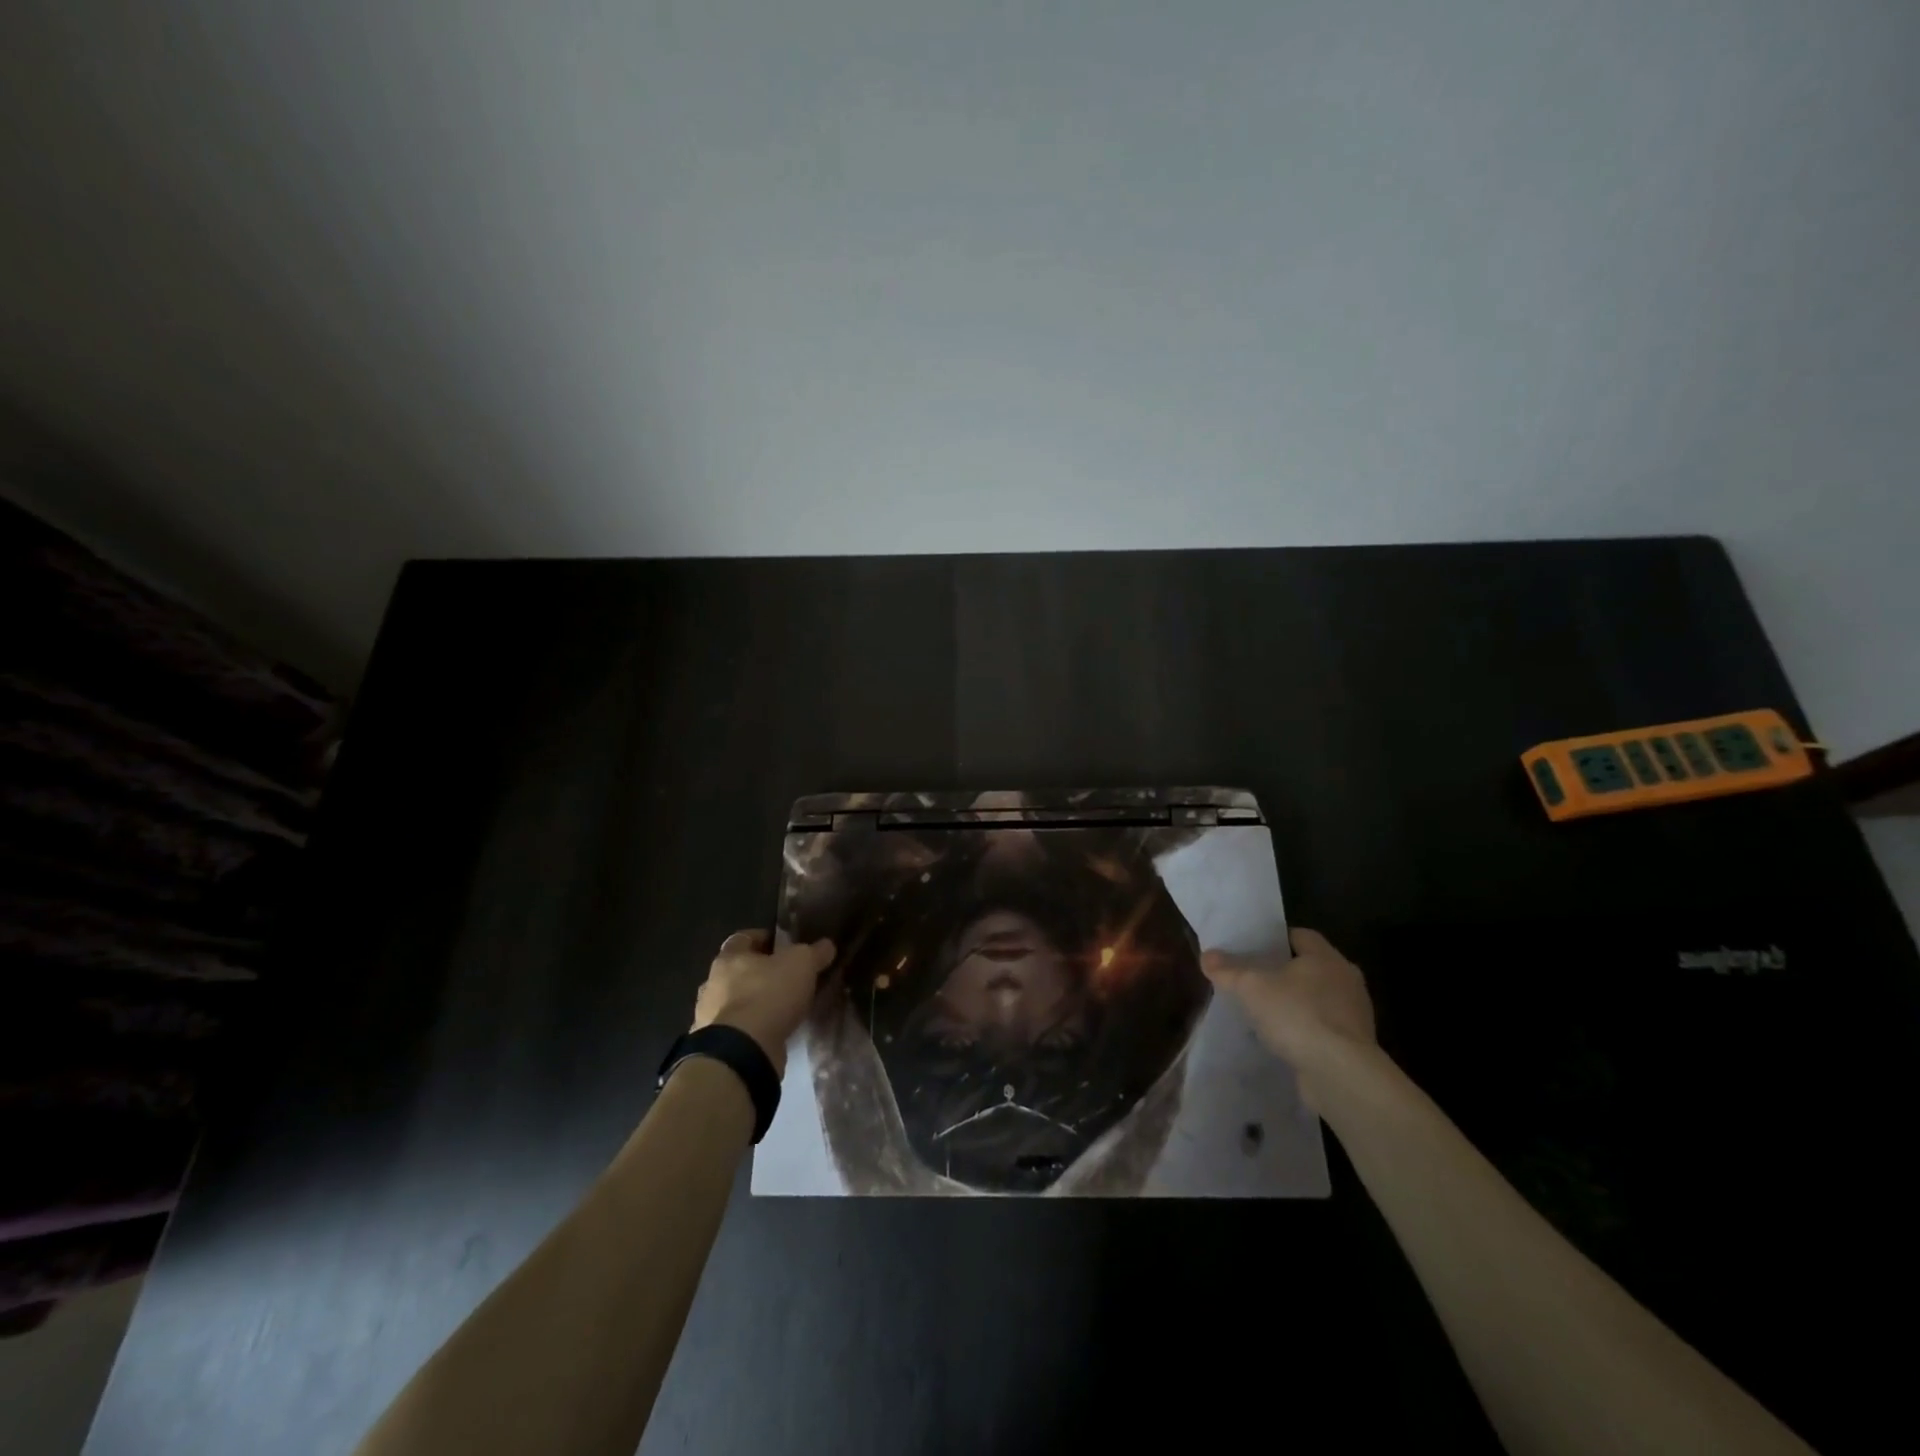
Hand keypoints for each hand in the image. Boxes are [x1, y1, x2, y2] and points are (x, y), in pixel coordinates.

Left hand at [691, 930, 835, 1075]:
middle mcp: (712, 983)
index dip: (763, 938)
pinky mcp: (715, 1044)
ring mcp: (709, 1016)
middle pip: (736, 970)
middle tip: (785, 977)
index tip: (783, 945)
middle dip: (758, 972)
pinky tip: (770, 1032)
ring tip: (780, 1008)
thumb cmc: (768, 994)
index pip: (742, 938)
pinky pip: (736, 1028)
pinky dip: (750, 1028)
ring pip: (734, 1000)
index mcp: (728, 957)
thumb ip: (814, 952)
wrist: (743, 1050)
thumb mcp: (802, 964)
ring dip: (752, 1002)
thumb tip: (826, 945)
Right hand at [1202, 928, 1375, 1106]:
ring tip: (1264, 1011)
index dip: (1275, 939)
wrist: (1341, 1074)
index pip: (1300, 936)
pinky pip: (1323, 1028)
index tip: (1253, 948)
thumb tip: (1207, 956)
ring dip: (1295, 1004)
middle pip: (1309, 967)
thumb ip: (1227, 970)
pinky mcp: (1354, 1046)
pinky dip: (1304, 1030)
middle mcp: (1346, 981)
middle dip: (1283, 972)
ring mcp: (1354, 1015)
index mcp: (1326, 958)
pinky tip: (1282, 1040)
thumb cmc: (1298, 1015)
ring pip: (1317, 999)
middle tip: (1253, 978)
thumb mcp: (1251, 987)